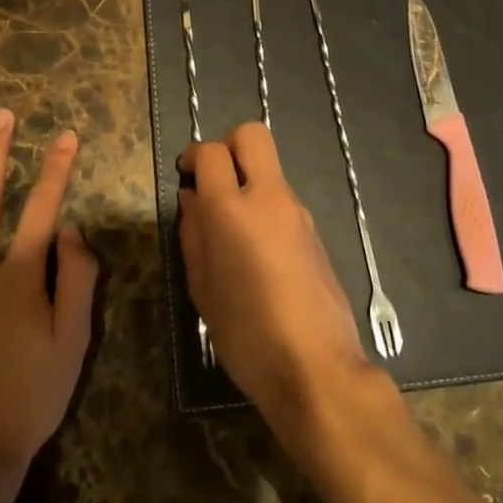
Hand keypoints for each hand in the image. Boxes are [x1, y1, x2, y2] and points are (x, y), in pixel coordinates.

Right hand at [178, 122, 368, 425]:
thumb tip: (192, 200)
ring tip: (231, 226)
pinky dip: (265, 204)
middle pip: (251, 135)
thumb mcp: (202, 290)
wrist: (317, 367)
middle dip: (227, 144)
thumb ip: (193, 236)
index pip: (211, 152)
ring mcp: (297, 211)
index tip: (185, 174)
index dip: (193, 156)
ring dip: (248, 178)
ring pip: (269, 167)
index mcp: (231, 210)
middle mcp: (268, 197)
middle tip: (212, 179)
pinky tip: (256, 250)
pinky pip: (283, 198)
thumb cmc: (247, 335)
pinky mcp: (315, 230)